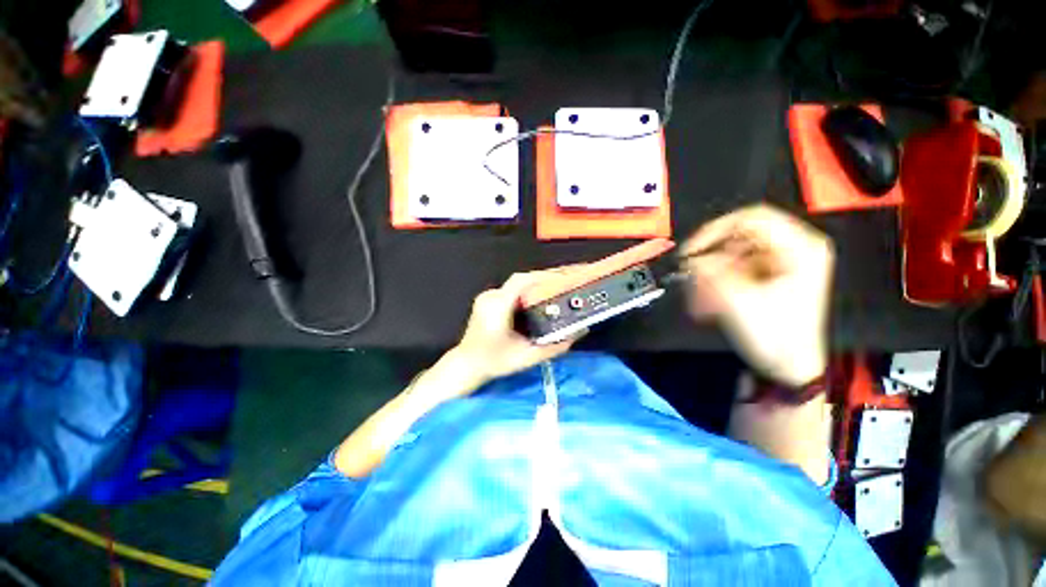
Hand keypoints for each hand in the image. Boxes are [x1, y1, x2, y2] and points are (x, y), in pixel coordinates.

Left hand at [444, 271, 581, 391]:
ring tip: (556, 290)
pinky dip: (527, 292)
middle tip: (565, 282)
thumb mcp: (527, 357)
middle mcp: (491, 296)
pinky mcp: (488, 300)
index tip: (564, 277)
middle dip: (544, 279)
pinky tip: (538, 300)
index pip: (522, 281)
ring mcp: (487, 297)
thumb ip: (554, 346)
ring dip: (536, 285)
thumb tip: (579, 332)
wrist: (467, 365)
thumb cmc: (494, 362)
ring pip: (517, 284)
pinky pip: (511, 290)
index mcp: (497, 306)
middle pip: (521, 280)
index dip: (544, 276)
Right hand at [681, 204, 833, 386]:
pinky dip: (716, 279)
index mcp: (800, 248)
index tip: (691, 251)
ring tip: (700, 294)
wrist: (787, 367)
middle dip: (710, 256)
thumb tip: (690, 259)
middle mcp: (793, 249)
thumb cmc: (776, 338)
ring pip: (731, 253)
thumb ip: (710, 274)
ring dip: (710, 271)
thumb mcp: (738, 302)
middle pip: (738, 237)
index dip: (714, 231)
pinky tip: (707, 297)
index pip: (750, 218)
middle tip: (691, 274)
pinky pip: (732, 267)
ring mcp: (780, 262)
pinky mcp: (767, 275)